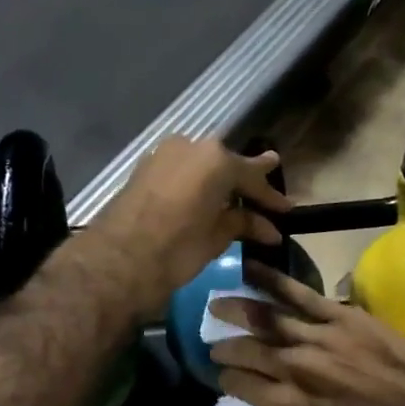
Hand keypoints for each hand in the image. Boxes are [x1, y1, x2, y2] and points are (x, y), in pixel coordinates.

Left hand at [89, 138, 290, 313]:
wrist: (117, 259)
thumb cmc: (176, 248)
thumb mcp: (217, 237)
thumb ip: (244, 223)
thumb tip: (270, 229)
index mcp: (216, 159)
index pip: (253, 175)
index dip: (271, 196)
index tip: (287, 210)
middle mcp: (192, 146)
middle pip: (227, 164)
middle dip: (245, 183)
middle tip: (265, 200)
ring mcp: (165, 153)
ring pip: (202, 165)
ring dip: (218, 182)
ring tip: (235, 199)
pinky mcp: (145, 167)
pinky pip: (181, 170)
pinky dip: (196, 183)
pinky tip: (204, 198)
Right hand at [209, 263, 404, 405]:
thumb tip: (267, 396)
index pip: (241, 384)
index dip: (226, 378)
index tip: (222, 374)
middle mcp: (298, 368)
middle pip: (248, 350)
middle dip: (225, 346)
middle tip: (213, 342)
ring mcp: (320, 337)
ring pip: (267, 317)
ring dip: (237, 309)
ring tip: (216, 302)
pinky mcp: (343, 316)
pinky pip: (301, 295)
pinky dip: (273, 282)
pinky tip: (251, 271)